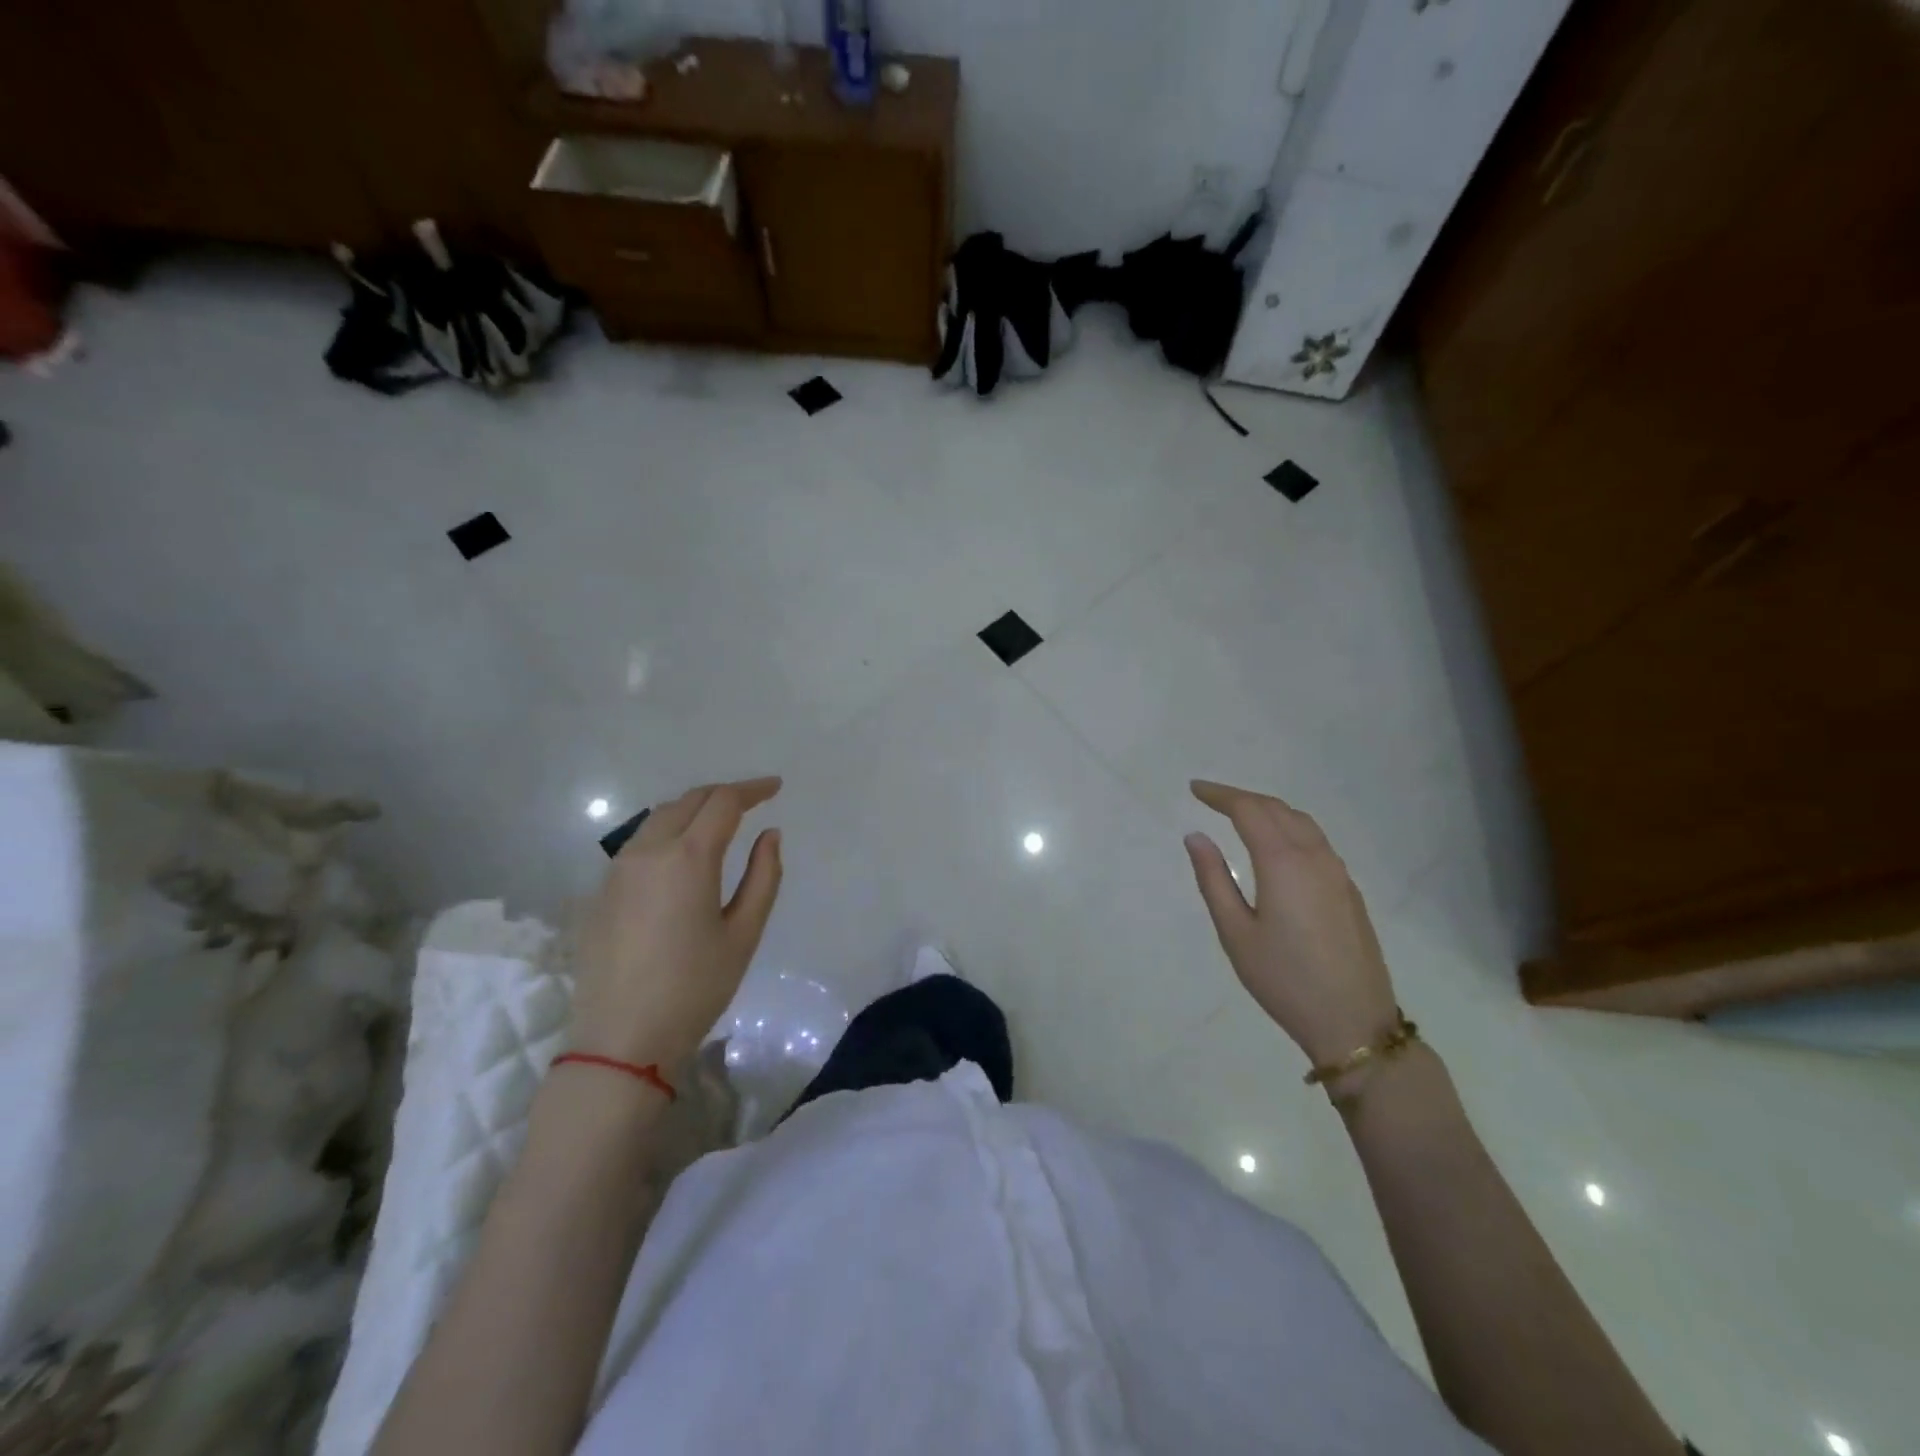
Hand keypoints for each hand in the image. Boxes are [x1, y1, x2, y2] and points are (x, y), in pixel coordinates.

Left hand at [571, 777, 782, 1068]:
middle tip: (751, 801)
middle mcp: (647, 851)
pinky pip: (638, 843)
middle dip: (723, 794)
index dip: (753, 789)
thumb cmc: (694, 988)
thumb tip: (770, 835)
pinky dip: (667, 832)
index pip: (723, 802)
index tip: (775, 787)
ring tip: (718, 823)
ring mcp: (617, 869)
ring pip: (658, 818)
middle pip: (688, 800)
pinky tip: (680, 855)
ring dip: (692, 810)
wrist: (621, 1040)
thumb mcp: (744, 933)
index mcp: (688, 857)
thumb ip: (763, 876)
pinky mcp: (600, 891)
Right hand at [1184, 779, 1399, 1066]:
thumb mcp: (1235, 932)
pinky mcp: (1349, 890)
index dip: (1220, 795)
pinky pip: (1316, 842)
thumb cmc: (1284, 979)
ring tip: (1240, 815)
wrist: (1353, 1022)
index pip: (1249, 810)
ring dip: (1269, 810)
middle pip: (1277, 809)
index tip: (1195, 788)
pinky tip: (1277, 846)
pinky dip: (1289, 828)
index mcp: (1283, 863)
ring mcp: (1338, 873)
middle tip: (1211, 798)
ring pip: (1302, 822)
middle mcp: (1315, 857)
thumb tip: (1196, 836)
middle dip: (1242, 798)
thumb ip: (1214, 879)